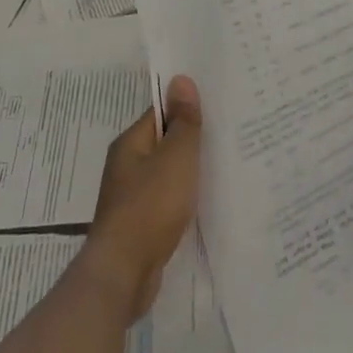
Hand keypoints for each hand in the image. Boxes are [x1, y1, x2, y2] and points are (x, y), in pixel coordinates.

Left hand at [84, 75, 202, 318]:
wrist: (124, 274)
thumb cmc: (150, 207)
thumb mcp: (176, 158)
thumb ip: (183, 121)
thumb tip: (180, 78)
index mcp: (131, 144)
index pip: (161, 113)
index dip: (187, 108)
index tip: (217, 108)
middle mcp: (127, 167)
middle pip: (164, 144)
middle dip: (191, 142)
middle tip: (228, 136)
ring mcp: (131, 198)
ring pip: (167, 175)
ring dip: (189, 174)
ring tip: (224, 168)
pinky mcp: (140, 227)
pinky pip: (167, 202)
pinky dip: (184, 200)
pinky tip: (205, 205)